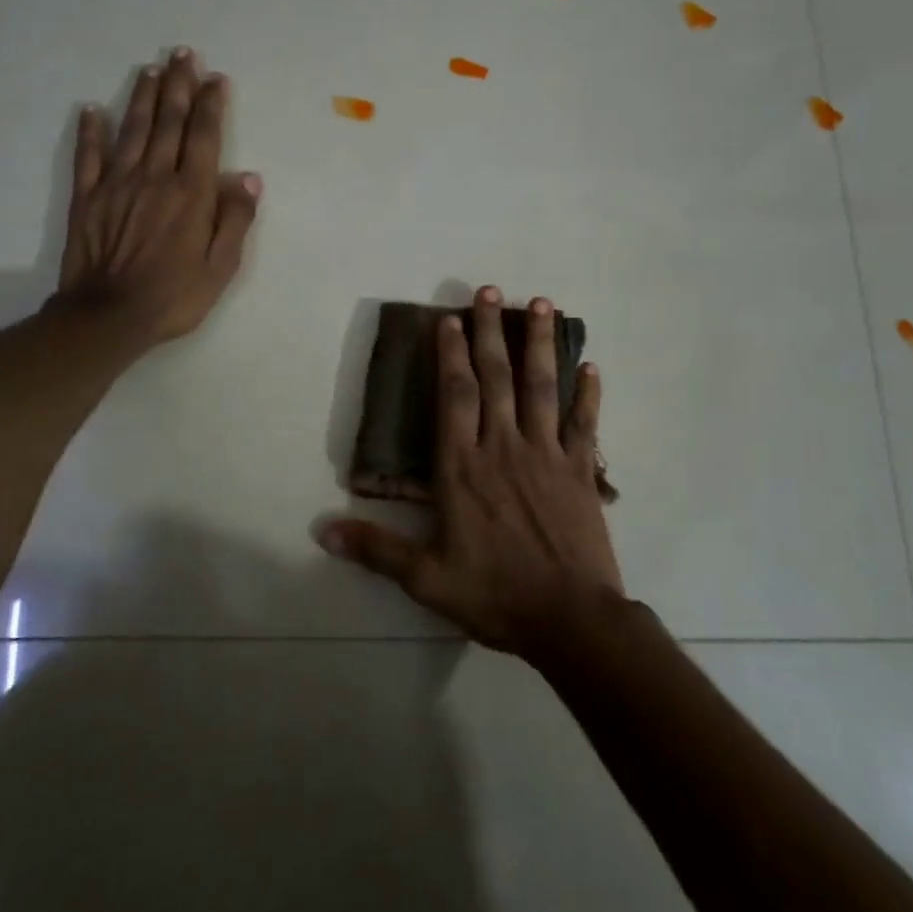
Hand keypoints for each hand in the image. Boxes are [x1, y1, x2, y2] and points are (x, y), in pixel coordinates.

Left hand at [59, 47, 260, 346]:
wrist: (109, 316)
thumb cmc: (174, 296)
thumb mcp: (221, 267)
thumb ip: (235, 219)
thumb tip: (249, 177)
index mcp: (192, 193)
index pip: (204, 136)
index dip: (211, 104)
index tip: (215, 78)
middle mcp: (155, 176)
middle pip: (168, 121)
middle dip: (178, 85)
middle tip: (182, 54)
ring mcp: (117, 183)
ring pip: (132, 129)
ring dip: (142, 97)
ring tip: (150, 69)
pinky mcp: (87, 197)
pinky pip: (88, 156)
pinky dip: (89, 131)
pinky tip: (90, 110)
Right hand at [322, 286, 622, 657]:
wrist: (571, 621)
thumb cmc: (495, 594)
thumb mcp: (426, 578)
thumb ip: (376, 549)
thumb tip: (322, 531)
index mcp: (463, 467)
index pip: (454, 396)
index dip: (450, 354)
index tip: (449, 319)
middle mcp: (503, 447)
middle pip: (496, 377)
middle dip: (490, 331)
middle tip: (490, 290)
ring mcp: (546, 455)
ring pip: (541, 387)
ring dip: (540, 344)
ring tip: (542, 304)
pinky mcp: (580, 472)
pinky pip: (585, 424)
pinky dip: (588, 394)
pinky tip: (591, 365)